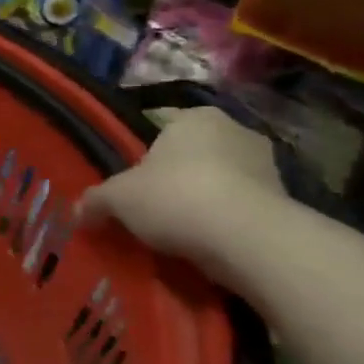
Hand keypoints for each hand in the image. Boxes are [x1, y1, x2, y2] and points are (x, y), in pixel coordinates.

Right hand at [79, 108, 284, 277]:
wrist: (248, 239)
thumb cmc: (175, 197)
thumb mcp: (118, 198)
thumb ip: (96, 200)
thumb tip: (76, 212)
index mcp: (196, 117)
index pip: (164, 126)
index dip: (145, 154)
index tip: (134, 182)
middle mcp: (237, 131)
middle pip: (195, 154)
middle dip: (177, 178)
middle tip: (153, 208)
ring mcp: (268, 167)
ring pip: (222, 182)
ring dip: (204, 202)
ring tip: (179, 233)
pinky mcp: (286, 203)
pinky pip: (243, 210)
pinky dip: (227, 224)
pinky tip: (207, 246)